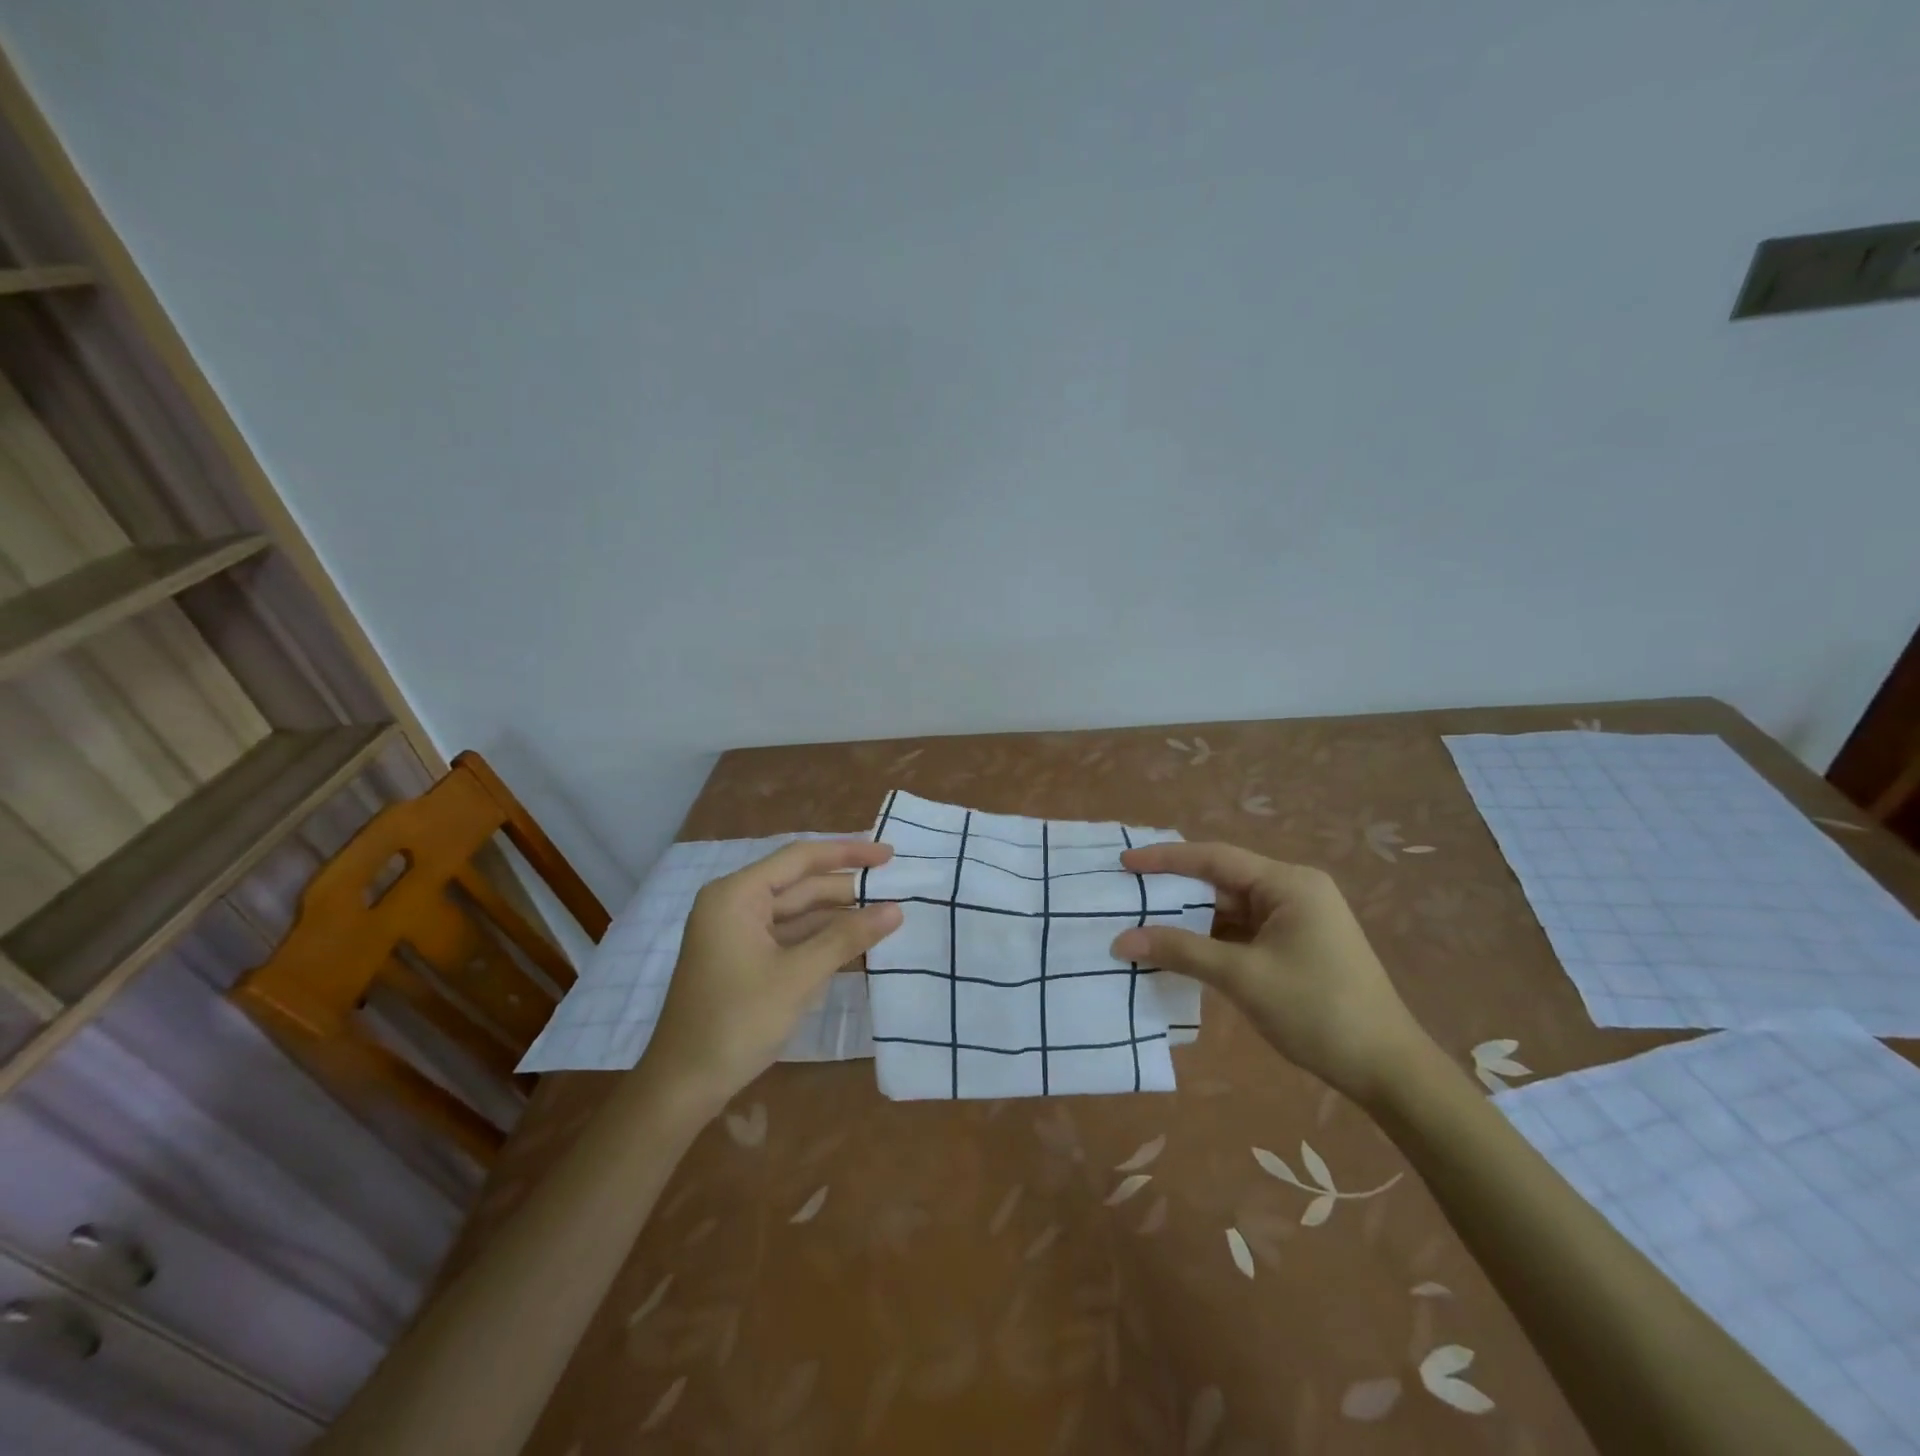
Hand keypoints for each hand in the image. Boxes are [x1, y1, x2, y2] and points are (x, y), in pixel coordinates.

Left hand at [642, 840, 902, 1108]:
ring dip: (838, 917)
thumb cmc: (737, 1022)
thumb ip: (847, 938)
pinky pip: (790, 938)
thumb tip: (896, 910)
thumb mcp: (798, 977)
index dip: (847, 853)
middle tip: (897, 889)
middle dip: (847, 888)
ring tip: (886, 916)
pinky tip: (857, 945)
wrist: (683, 1086)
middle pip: (800, 885)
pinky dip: (821, 940)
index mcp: (737, 895)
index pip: (800, 858)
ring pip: (798, 913)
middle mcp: (735, 904)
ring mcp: (738, 934)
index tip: (889, 855)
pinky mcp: (744, 960)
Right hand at [1110, 842, 1428, 1102]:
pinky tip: (1178, 950)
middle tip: (1126, 895)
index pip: (1215, 859)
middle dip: (1175, 892)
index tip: (1125, 863)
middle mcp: (1293, 892)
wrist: (1388, 1070)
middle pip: (1222, 882)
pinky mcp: (1295, 947)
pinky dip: (1211, 941)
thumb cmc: (1317, 1011)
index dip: (1166, 858)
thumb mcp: (1242, 977)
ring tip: (1142, 924)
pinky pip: (1242, 933)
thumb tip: (1122, 940)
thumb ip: (1181, 951)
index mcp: (1288, 884)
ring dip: (1191, 920)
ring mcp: (1296, 920)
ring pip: (1230, 910)